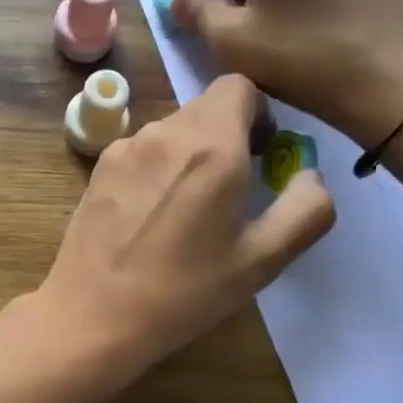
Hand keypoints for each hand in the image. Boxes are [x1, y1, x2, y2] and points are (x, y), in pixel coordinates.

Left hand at [34, 74, 334, 388]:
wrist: (93, 317)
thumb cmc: (183, 293)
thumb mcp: (262, 261)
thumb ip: (305, 209)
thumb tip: (309, 175)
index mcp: (211, 145)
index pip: (239, 84)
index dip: (259, 112)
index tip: (261, 154)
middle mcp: (164, 132)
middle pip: (205, 108)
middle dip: (228, 136)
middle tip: (232, 192)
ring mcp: (124, 148)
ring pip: (171, 131)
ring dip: (190, 154)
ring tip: (188, 212)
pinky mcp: (97, 170)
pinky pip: (141, 152)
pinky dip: (157, 169)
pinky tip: (150, 219)